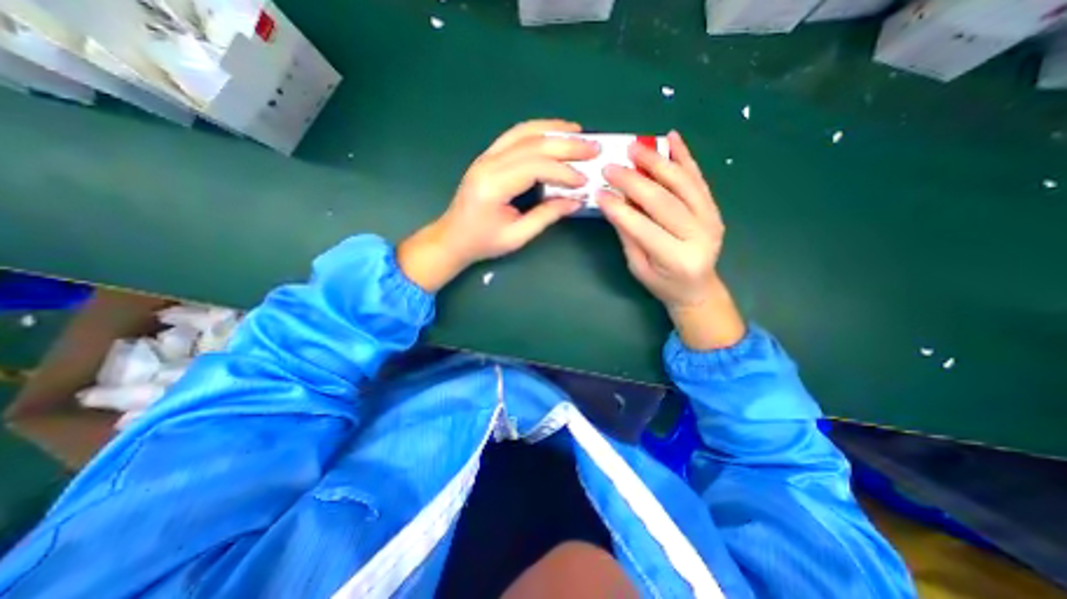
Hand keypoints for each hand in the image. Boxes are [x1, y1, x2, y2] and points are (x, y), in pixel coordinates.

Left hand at [399, 120, 597, 292]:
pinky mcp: (487, 157)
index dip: (563, 172)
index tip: (584, 181)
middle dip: (566, 145)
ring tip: (578, 133)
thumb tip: (576, 200)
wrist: (452, 238)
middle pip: (532, 144)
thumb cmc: (483, 242)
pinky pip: (514, 136)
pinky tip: (553, 134)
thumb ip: (546, 216)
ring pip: (523, 132)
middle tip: (593, 148)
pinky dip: (537, 132)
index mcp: (493, 186)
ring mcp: (485, 156)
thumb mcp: (517, 236)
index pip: (535, 167)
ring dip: (553, 130)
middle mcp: (488, 164)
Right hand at [597, 130, 742, 347]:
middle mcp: (700, 235)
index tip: (599, 192)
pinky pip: (698, 179)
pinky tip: (673, 139)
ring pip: (683, 183)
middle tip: (612, 165)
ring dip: (658, 162)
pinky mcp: (714, 208)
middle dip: (634, 181)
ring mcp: (711, 218)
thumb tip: (614, 202)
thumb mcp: (639, 267)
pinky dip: (685, 157)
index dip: (619, 209)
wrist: (698, 288)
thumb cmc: (663, 283)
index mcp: (677, 259)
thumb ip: (629, 235)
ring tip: (636, 147)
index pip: (644, 228)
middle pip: (664, 200)